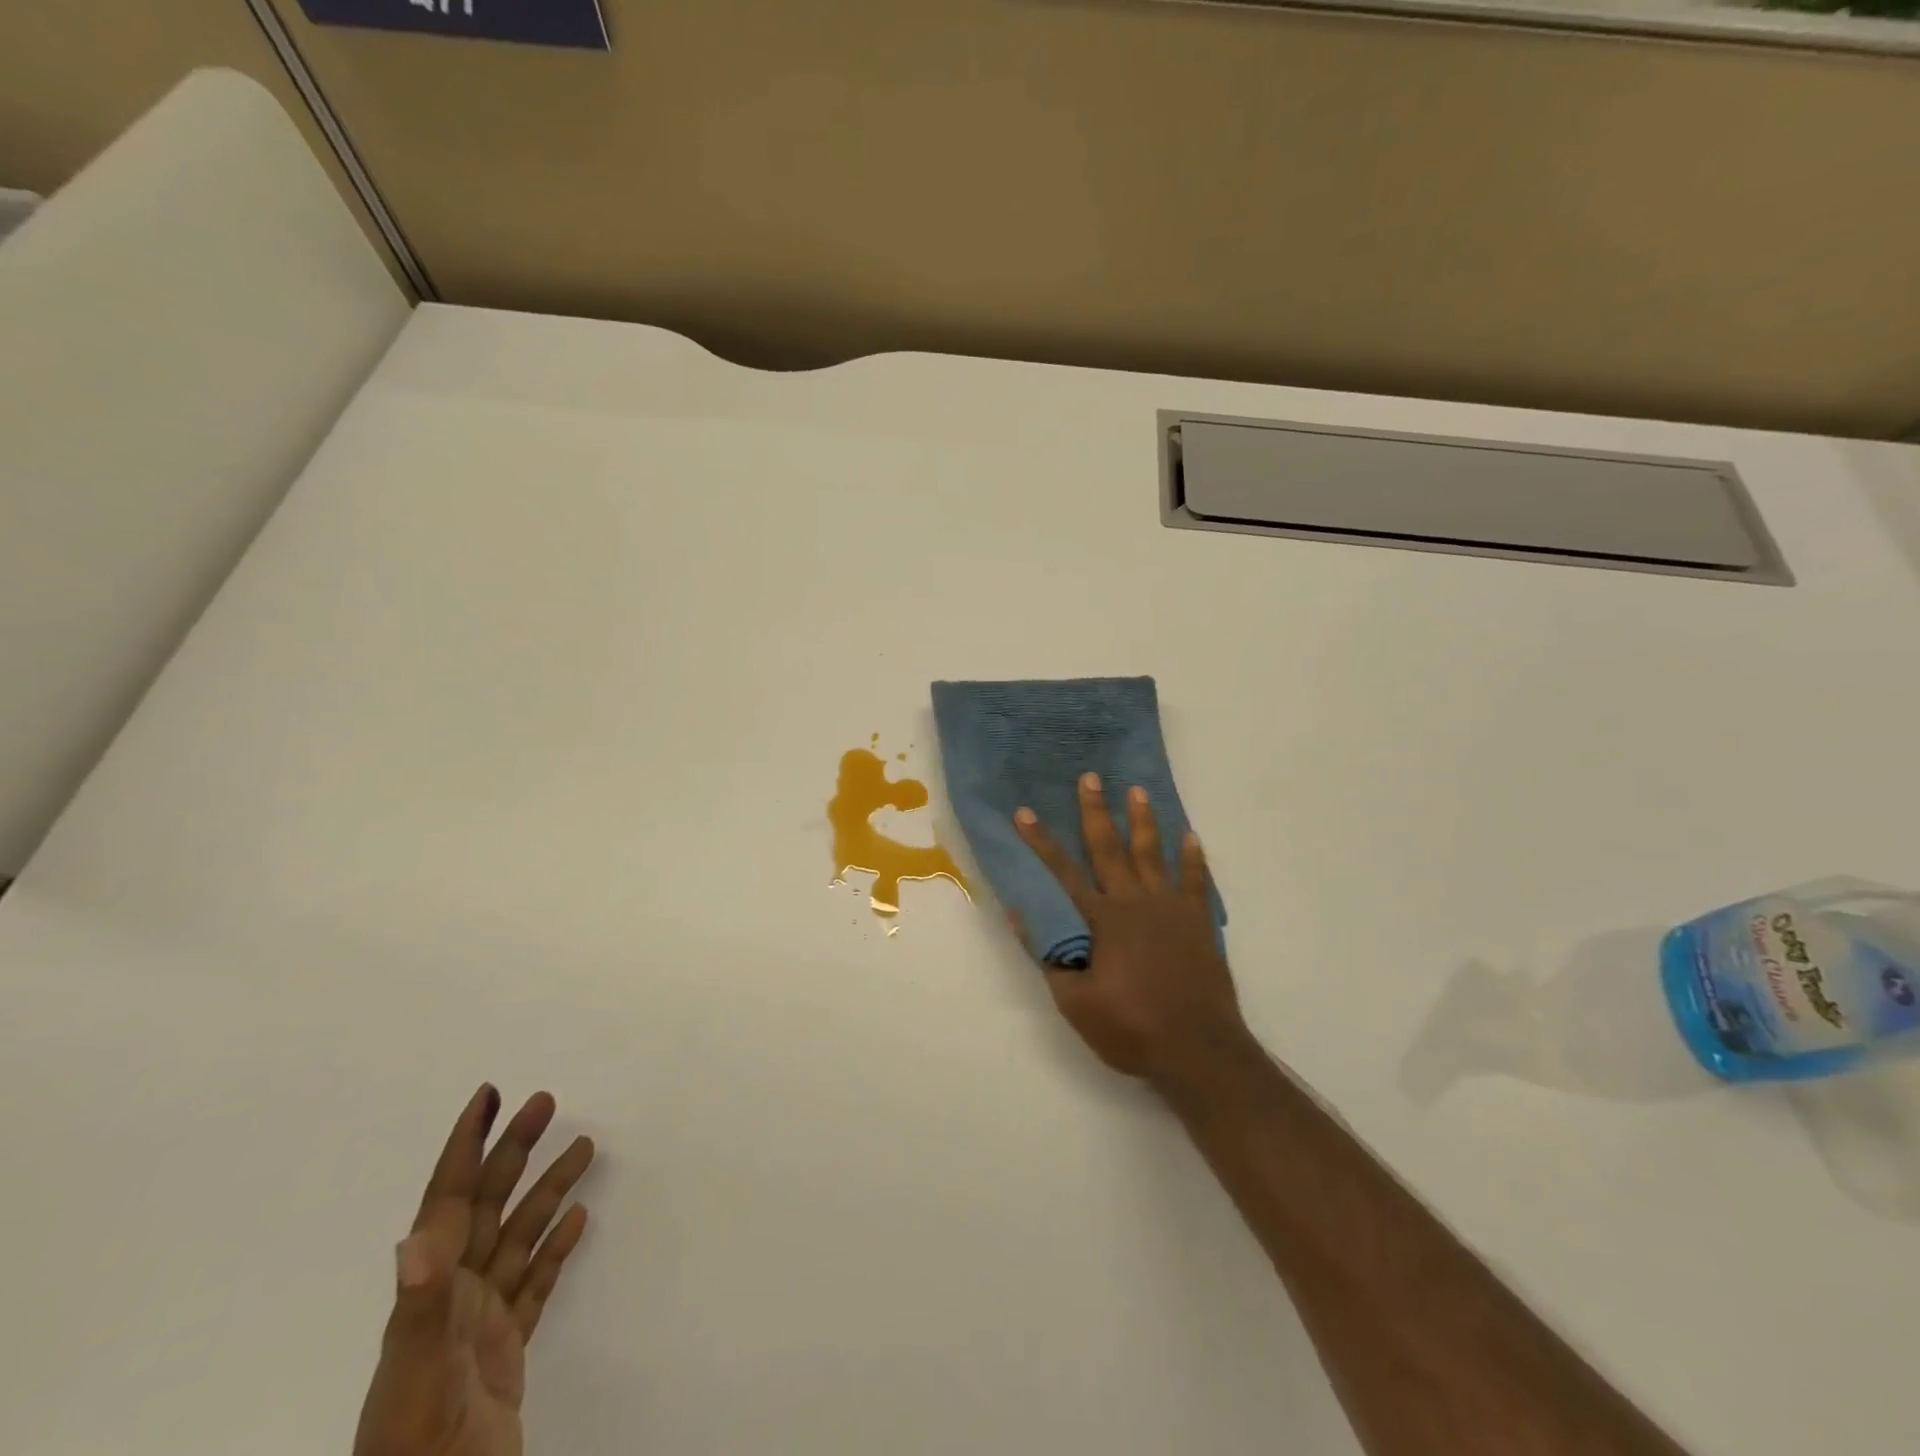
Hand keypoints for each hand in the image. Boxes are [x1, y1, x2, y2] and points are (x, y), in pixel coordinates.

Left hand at [353, 1086, 595, 1455]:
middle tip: (546, 1102)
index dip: (467, 1145)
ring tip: (583, 1147)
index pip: (449, 1201)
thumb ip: (419, 1308)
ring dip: (548, 1190)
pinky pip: (536, 1282)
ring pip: (520, 1236)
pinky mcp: (506, 1349)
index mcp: (431, 1291)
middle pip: (488, 1205)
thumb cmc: (417, 1447)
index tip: (489, 1096)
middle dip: (515, 1150)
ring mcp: (481, 1321)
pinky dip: (556, 1248)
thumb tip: (419, 1236)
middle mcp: (453, 1295)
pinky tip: (578, 1221)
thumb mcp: (414, 1380)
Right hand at [1013, 773, 1248, 1082]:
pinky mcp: (1198, 921)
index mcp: (1102, 920)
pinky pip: (1196, 880)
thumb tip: (1021, 912)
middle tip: (1090, 777)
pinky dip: (1194, 857)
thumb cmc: (1130, 1027)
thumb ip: (1049, 954)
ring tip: (1137, 790)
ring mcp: (1170, 908)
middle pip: (1110, 848)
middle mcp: (1134, 902)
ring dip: (1143, 820)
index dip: (1040, 842)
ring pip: (1153, 853)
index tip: (1024, 813)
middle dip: (1095, 811)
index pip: (1062, 872)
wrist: (1198, 1050)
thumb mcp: (1075, 1001)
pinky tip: (1191, 836)